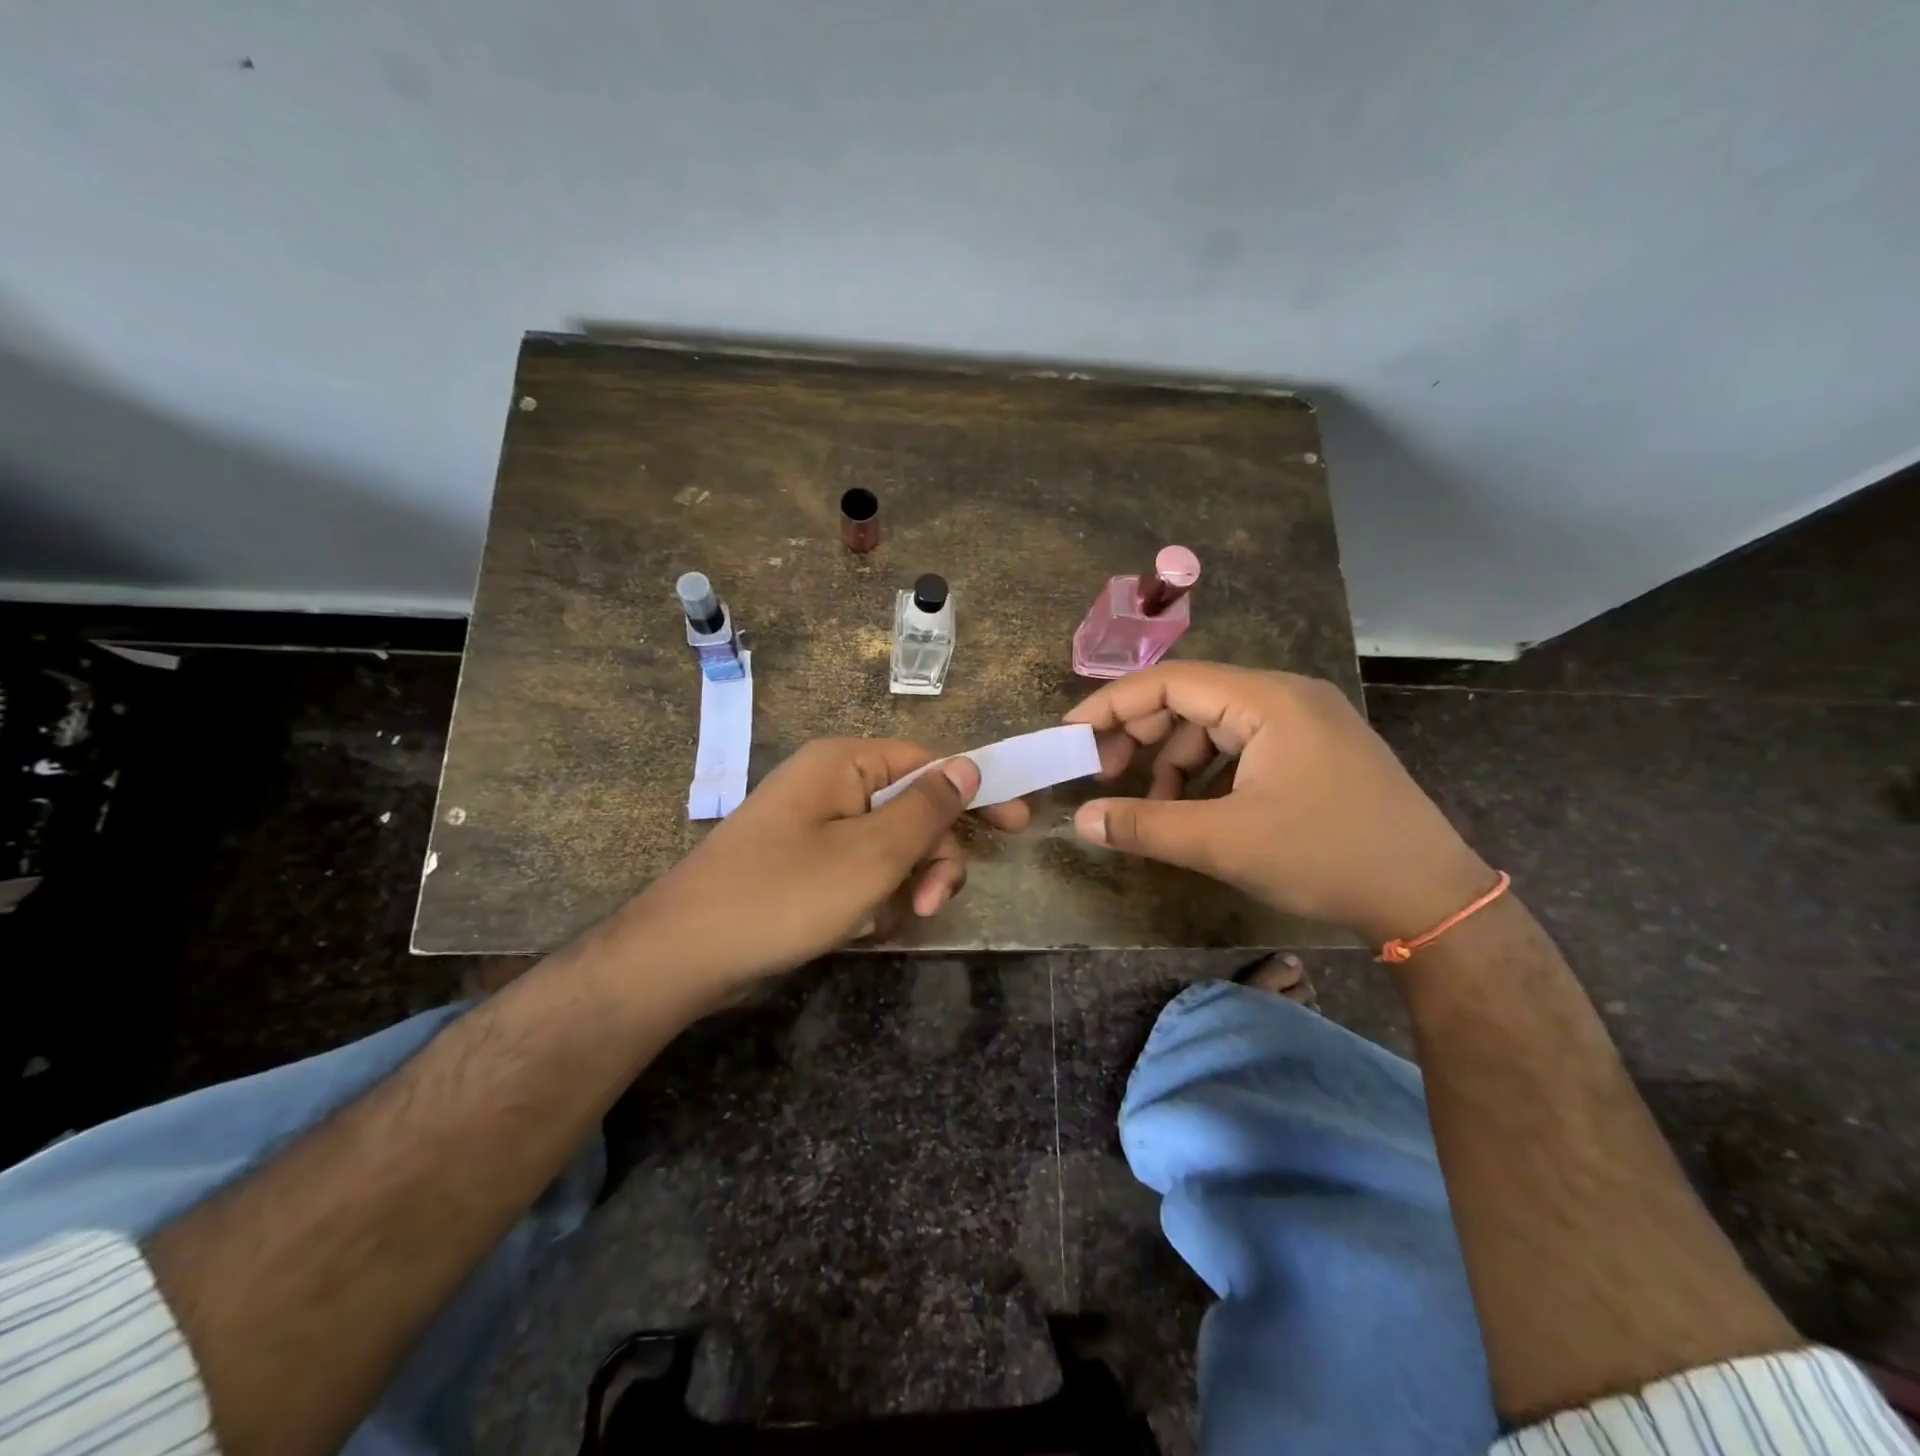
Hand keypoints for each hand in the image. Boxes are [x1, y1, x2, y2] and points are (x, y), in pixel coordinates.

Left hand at [619, 738, 1029, 989]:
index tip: (1017, 825)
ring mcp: (816, 826)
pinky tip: (855, 928)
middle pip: (913, 810)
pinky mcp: (805, 863)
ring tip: (882, 922)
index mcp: (846, 763)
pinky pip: (860, 871)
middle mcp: (832, 784)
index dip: (976, 791)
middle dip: (931, 858)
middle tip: (929, 903)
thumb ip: (928, 809)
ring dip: (902, 885)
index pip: (930, 763)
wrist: (686, 953)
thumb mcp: (872, 854)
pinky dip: (870, 899)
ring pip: (891, 848)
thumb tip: (969, 764)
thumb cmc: (786, 894)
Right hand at [1065, 662, 1493, 943]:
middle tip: (1104, 776)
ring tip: (1151, 808)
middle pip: (1190, 699)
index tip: (1072, 737)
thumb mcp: (1225, 842)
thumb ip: (1145, 826)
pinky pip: (1240, 747)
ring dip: (1172, 761)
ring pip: (1213, 725)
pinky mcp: (1312, 752)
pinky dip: (1206, 773)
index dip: (1112, 706)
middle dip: (1140, 735)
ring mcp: (1303, 723)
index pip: (1170, 682)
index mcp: (1268, 699)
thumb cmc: (1327, 856)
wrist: (1430, 898)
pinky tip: (1194, 810)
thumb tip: (1082, 822)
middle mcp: (1285, 697)